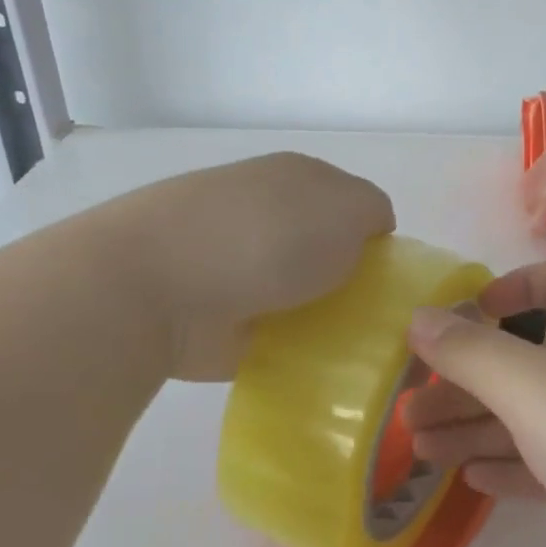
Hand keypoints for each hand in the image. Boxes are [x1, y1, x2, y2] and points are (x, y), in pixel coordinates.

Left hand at [84, 152, 394, 379]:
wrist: (157, 287)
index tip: (388, 277)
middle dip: (352, 283)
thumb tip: (369, 233)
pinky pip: (276, 335)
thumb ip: (373, 212)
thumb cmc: (266, 235)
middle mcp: (267, 216)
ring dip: (325, 318)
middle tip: (376, 318)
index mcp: (296, 179)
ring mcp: (238, 266)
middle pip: (328, 252)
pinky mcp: (220, 318)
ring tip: (352, 348)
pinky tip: (316, 367)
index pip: (353, 206)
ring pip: (304, 294)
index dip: (376, 240)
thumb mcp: (347, 206)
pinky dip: (294, 350)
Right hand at [400, 260, 545, 546]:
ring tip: (420, 448)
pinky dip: (510, 466)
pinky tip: (472, 480)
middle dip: (468, 376)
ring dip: (476, 426)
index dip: (517, 284)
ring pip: (530, 417)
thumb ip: (473, 352)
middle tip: (411, 408)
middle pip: (525, 358)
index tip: (472, 314)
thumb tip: (419, 315)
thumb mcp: (534, 388)